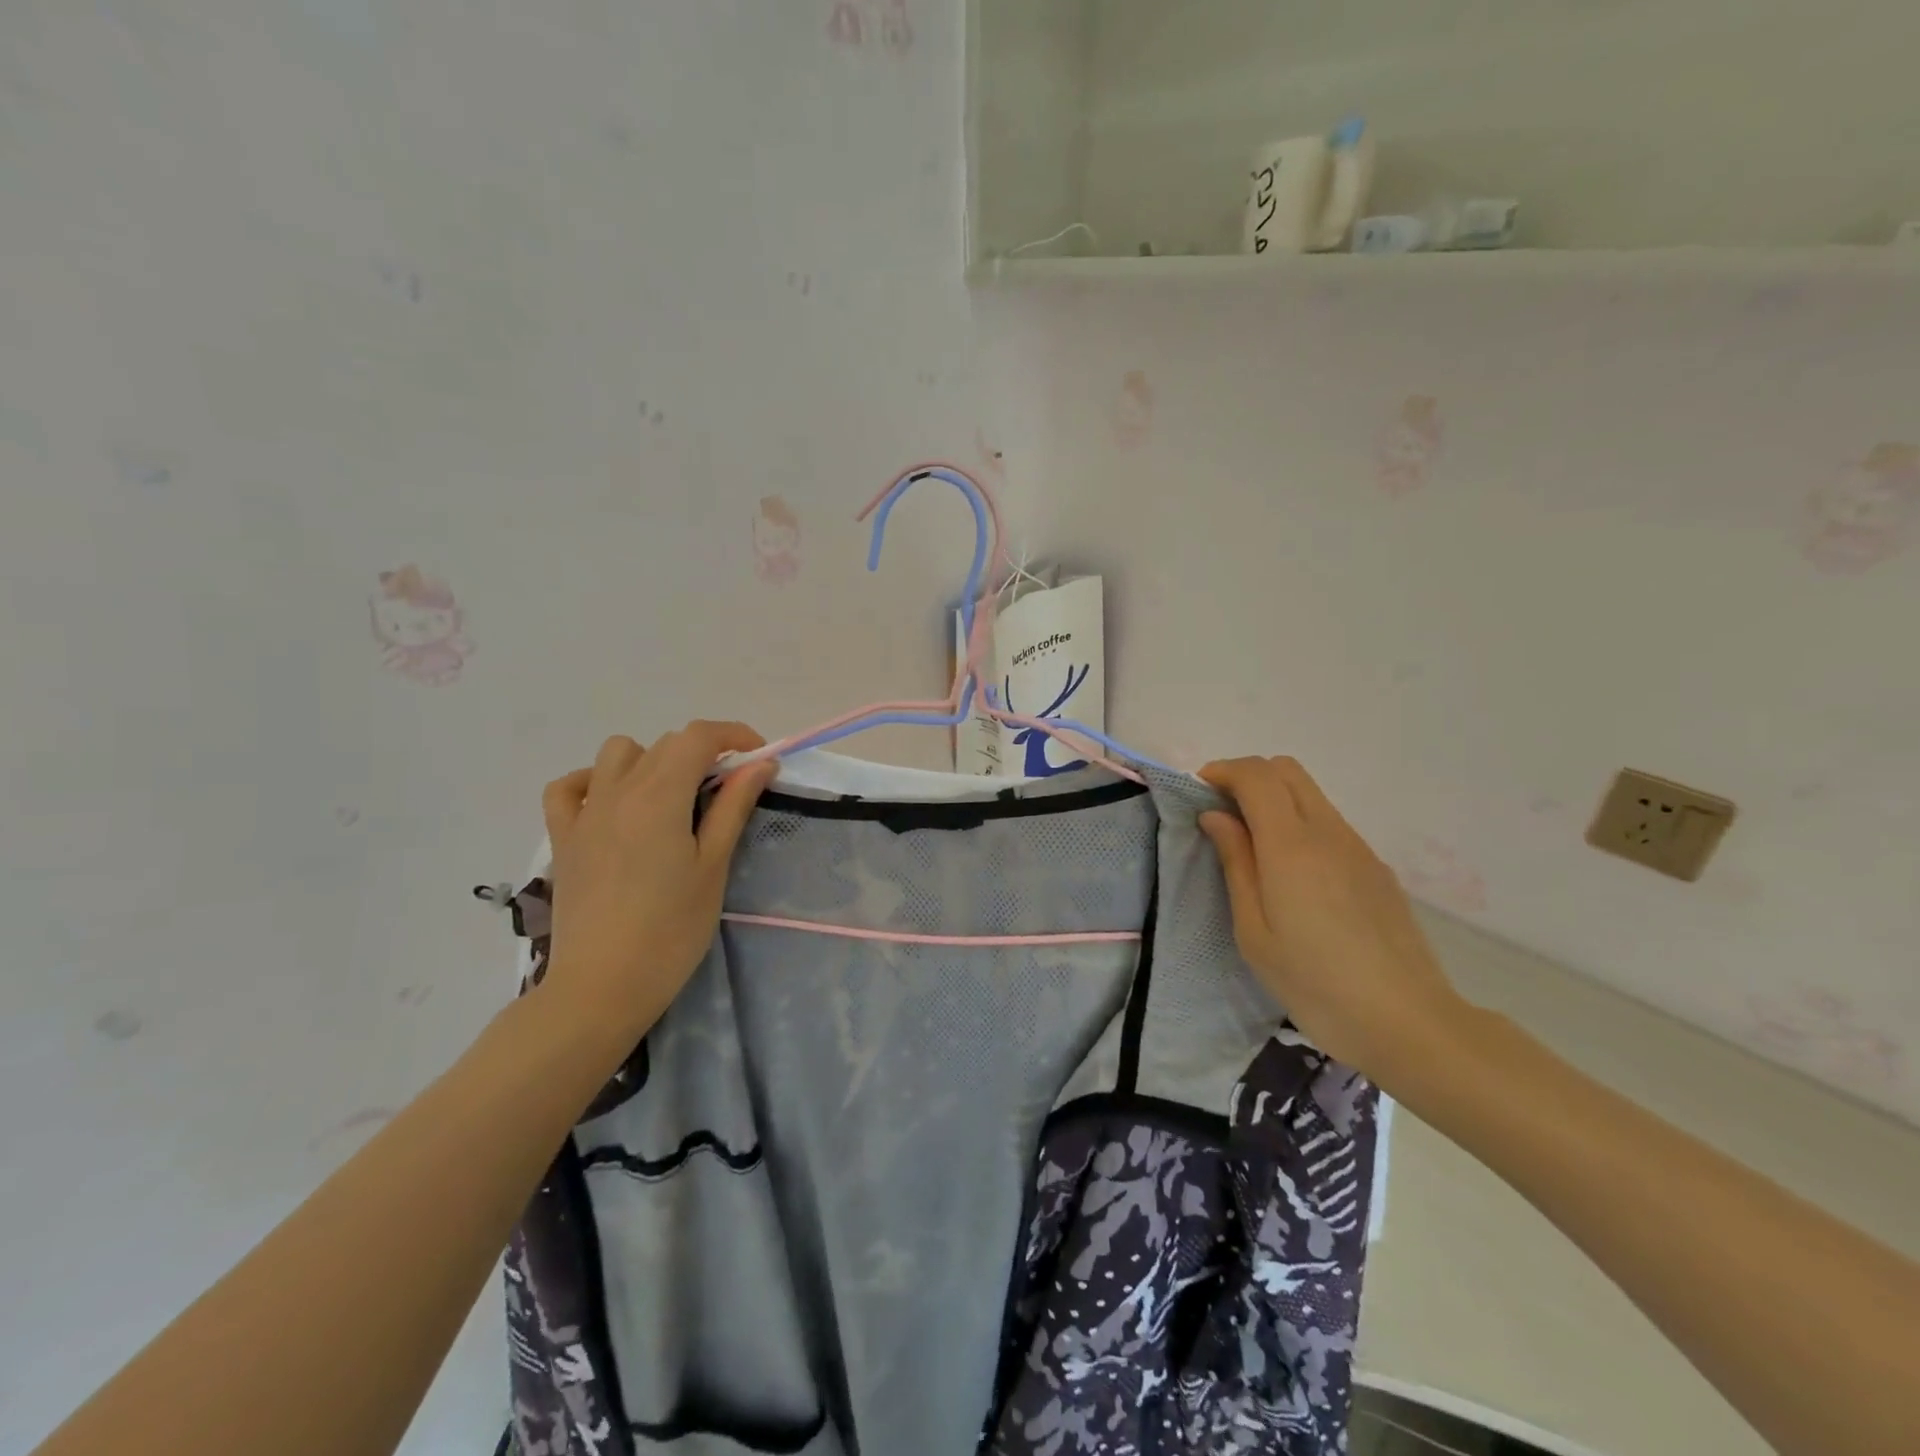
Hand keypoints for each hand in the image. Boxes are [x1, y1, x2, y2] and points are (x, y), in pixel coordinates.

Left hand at [538, 723, 776, 1041]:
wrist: (603, 986)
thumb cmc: (672, 930)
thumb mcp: (713, 866)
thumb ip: (734, 807)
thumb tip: (760, 765)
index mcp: (660, 795)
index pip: (699, 736)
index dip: (734, 735)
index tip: (759, 758)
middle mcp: (619, 791)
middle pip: (666, 744)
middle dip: (703, 754)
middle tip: (727, 792)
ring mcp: (585, 813)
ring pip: (618, 753)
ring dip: (651, 760)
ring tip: (671, 798)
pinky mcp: (563, 838)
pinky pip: (569, 787)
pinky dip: (593, 782)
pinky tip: (613, 805)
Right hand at [1197, 755, 1469, 1081]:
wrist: (1408, 1022)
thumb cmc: (1313, 983)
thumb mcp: (1254, 930)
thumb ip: (1236, 862)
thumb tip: (1216, 816)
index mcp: (1291, 845)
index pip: (1256, 775)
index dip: (1222, 771)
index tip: (1198, 793)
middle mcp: (1328, 832)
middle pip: (1286, 770)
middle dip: (1247, 776)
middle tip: (1221, 811)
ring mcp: (1358, 848)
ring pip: (1311, 794)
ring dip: (1274, 799)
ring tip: (1251, 843)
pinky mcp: (1376, 868)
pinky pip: (1329, 823)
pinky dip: (1299, 823)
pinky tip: (1292, 874)